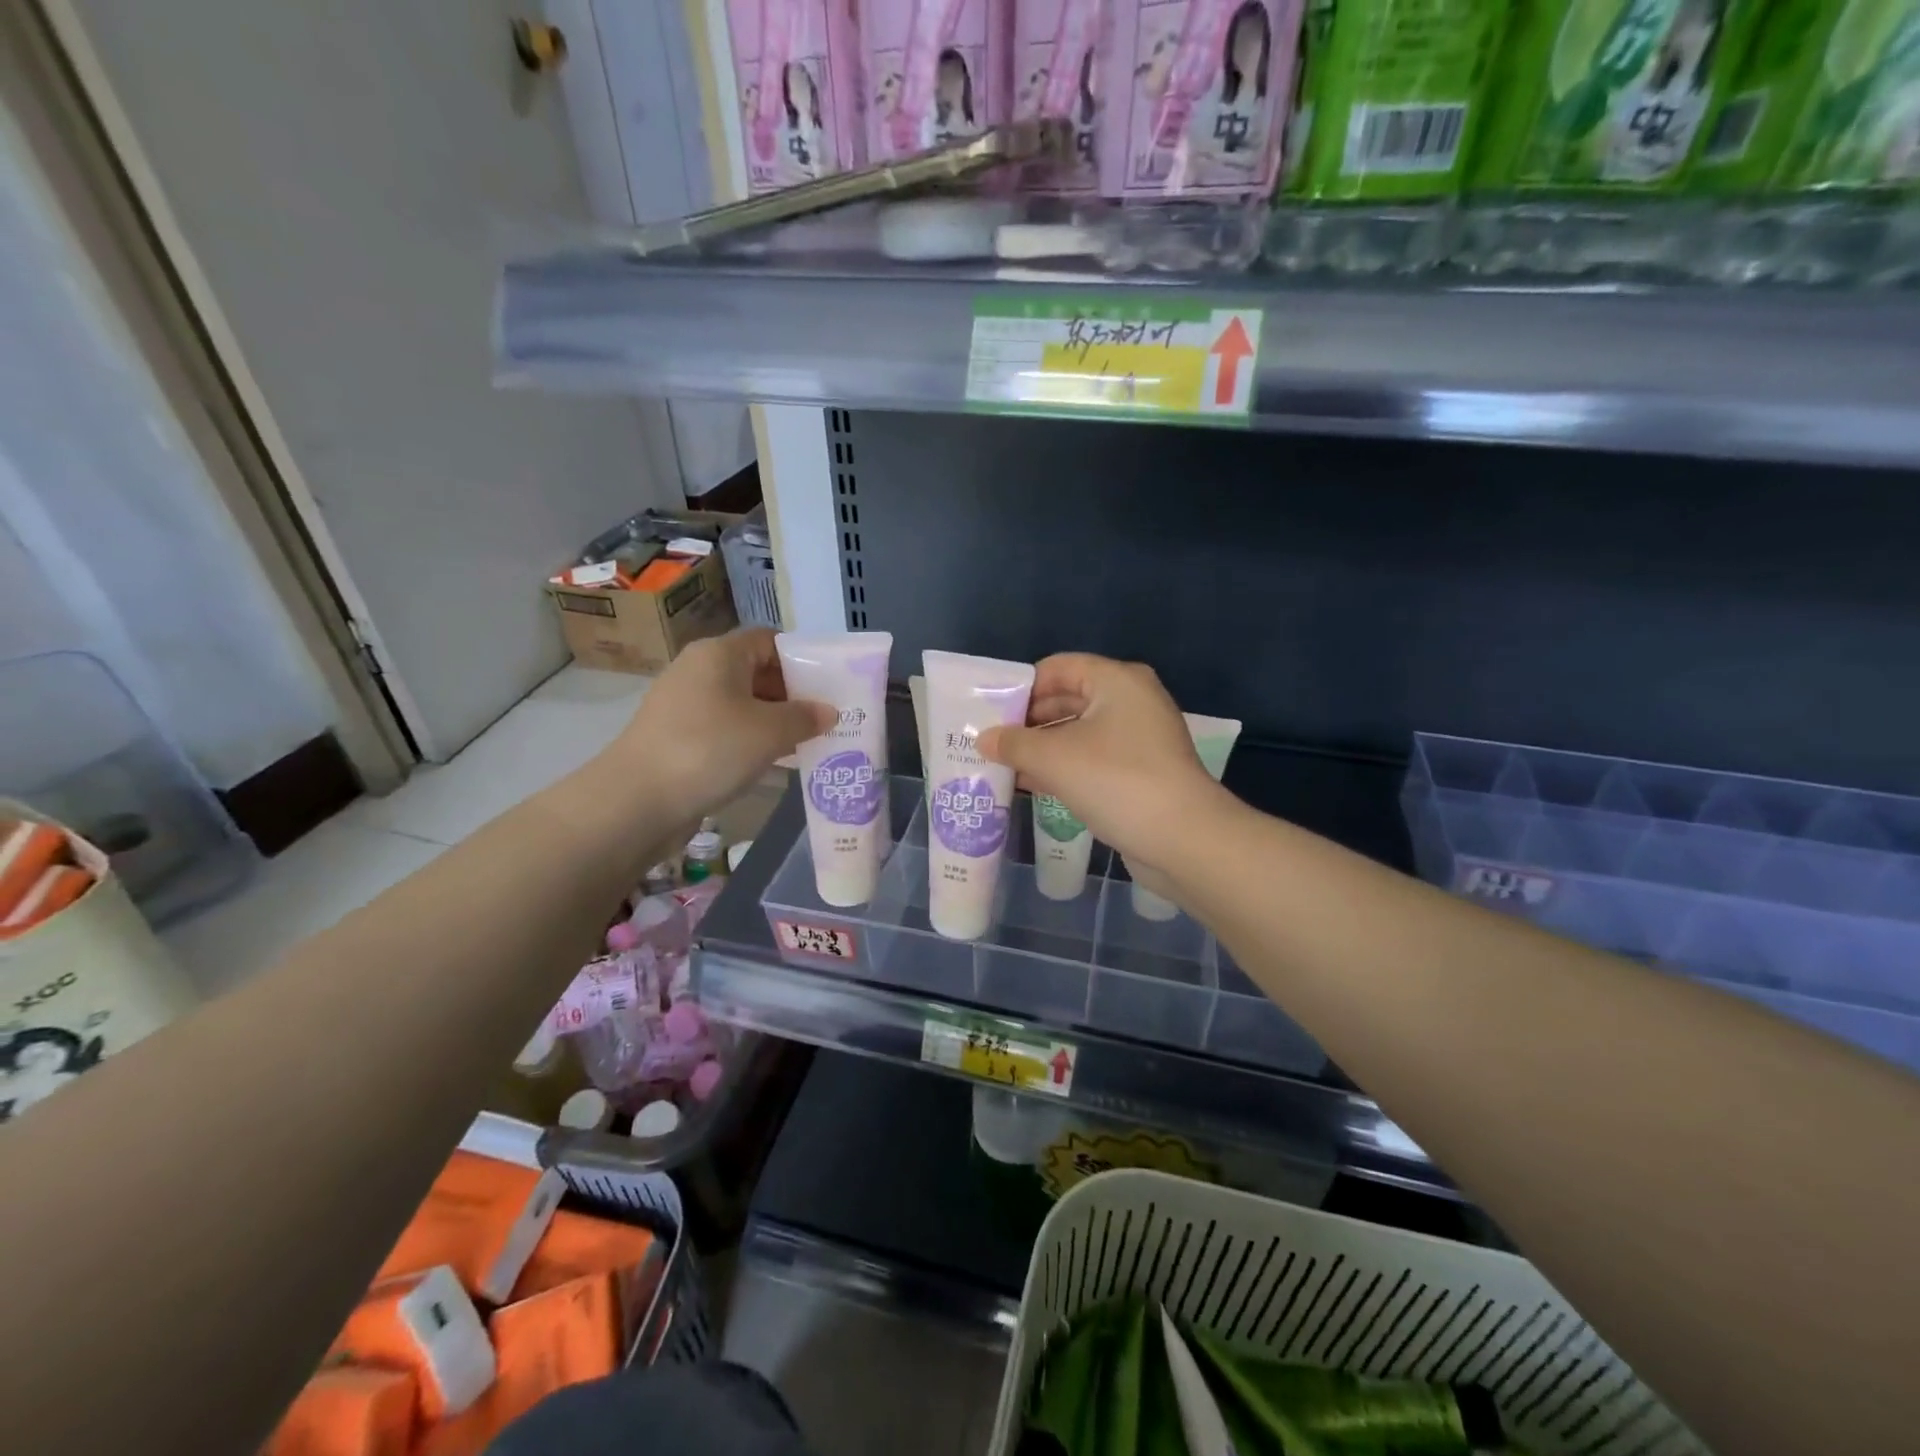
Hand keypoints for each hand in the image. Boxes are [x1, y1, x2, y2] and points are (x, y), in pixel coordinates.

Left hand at [611, 628, 833, 823]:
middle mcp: (699, 669)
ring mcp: (685, 704)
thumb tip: (828, 711)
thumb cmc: (710, 750)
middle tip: (824, 720)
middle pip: (757, 671)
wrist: (636, 800)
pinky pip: (726, 728)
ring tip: (806, 743)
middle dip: (792, 694)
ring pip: (742, 703)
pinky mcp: (678, 735)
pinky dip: (751, 740)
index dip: (802, 659)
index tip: (828, 687)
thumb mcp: (770, 732)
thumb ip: (805, 717)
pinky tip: (773, 762)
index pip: (770, 640)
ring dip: (774, 721)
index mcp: (720, 653)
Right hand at [977, 654, 1225, 871]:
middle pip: (1068, 699)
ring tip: (1003, 765)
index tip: (989, 712)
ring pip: (1078, 732)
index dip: (1021, 687)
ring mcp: (1139, 738)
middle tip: (990, 742)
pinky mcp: (1140, 771)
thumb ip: (1014, 744)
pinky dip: (1063, 767)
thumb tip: (983, 739)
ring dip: (1042, 748)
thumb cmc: (1116, 781)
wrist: (1183, 839)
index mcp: (1117, 681)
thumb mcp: (1054, 759)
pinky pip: (1092, 759)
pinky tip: (1031, 785)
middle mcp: (1131, 701)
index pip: (1058, 668)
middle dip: (1028, 721)